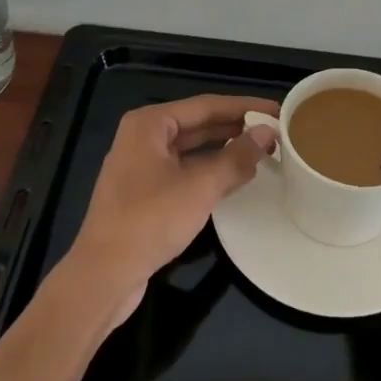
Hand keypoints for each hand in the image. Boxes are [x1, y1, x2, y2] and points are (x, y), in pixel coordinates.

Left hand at [67, 95, 277, 325]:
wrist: (103, 275)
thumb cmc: (150, 220)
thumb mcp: (200, 186)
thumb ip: (236, 157)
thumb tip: (266, 134)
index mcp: (150, 123)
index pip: (207, 105)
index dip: (245, 107)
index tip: (276, 111)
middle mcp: (143, 137)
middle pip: (198, 124)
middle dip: (236, 128)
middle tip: (274, 132)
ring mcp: (141, 166)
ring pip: (192, 149)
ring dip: (225, 150)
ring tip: (262, 152)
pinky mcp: (144, 193)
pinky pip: (184, 170)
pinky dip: (210, 171)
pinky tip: (236, 177)